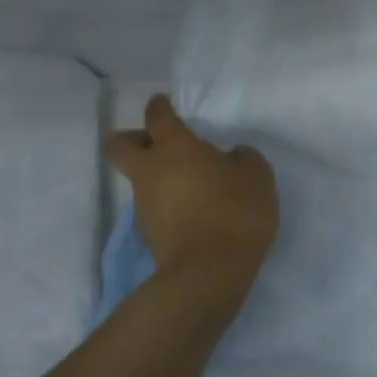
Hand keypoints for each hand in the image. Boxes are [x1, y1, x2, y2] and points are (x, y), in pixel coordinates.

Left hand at [107, 96, 278, 286]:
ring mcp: (143, 205)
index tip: (164, 104)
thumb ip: (242, 158)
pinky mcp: (147, 235)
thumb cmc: (235, 212)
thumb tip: (232, 156)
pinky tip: (190, 214)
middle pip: (119, 145)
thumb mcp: (257, 176)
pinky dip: (165, 206)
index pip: (157, 116)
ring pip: (137, 180)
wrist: (209, 272)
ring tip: (188, 186)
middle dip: (132, 139)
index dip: (160, 107)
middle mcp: (150, 171)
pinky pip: (151, 208)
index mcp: (174, 147)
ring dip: (154, 177)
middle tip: (157, 143)